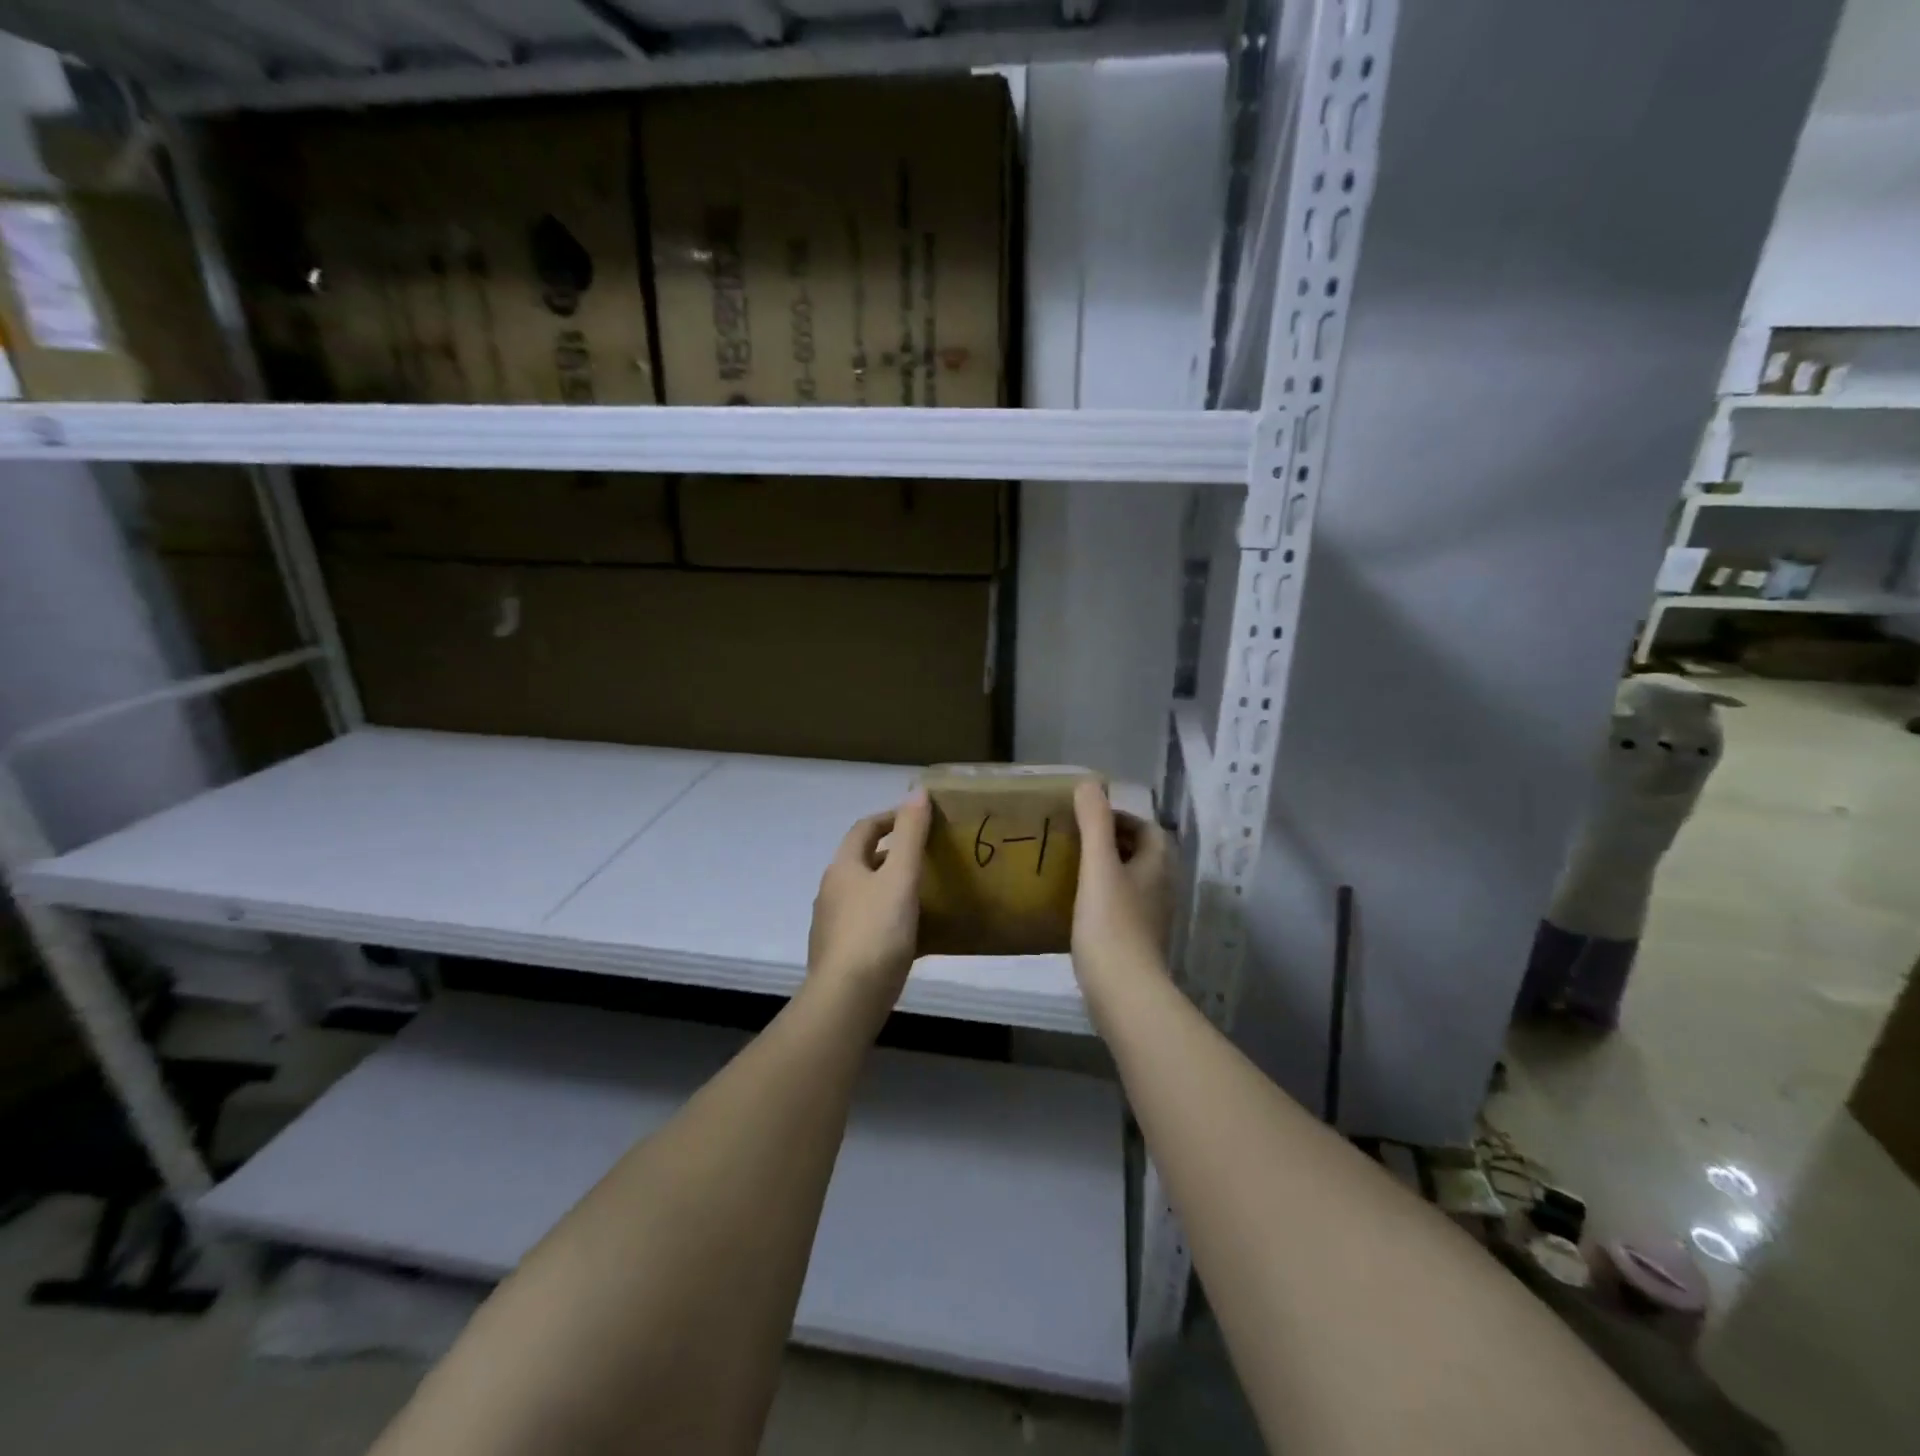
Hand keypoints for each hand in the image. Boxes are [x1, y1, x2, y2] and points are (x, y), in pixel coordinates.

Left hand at [806, 790, 932, 1018]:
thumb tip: (917, 791)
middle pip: (862, 861)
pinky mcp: (839, 954)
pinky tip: (910, 934)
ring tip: (923, 892)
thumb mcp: (900, 878)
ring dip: (889, 886)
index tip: (918, 818)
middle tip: (927, 855)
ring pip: (864, 894)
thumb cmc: (876, 932)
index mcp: (843, 868)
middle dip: (892, 853)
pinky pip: (867, 924)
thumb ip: (911, 835)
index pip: (864, 829)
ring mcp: (832, 925)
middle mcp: (831, 891)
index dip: (890, 818)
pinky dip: (888, 918)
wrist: (847, 999)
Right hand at [1071, 781, 1173, 997]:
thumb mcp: (1098, 866)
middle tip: (1078, 841)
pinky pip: (1123, 908)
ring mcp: (1152, 919)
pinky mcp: (1138, 944)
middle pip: (1143, 855)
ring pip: (1133, 882)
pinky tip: (1079, 907)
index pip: (1148, 830)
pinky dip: (1105, 898)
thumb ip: (1094, 823)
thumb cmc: (1111, 924)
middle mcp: (1161, 889)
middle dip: (1115, 843)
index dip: (1121, 819)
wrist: (1124, 992)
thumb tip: (1089, 782)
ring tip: (1075, 870)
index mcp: (1157, 866)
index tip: (1089, 820)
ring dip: (1110, 871)